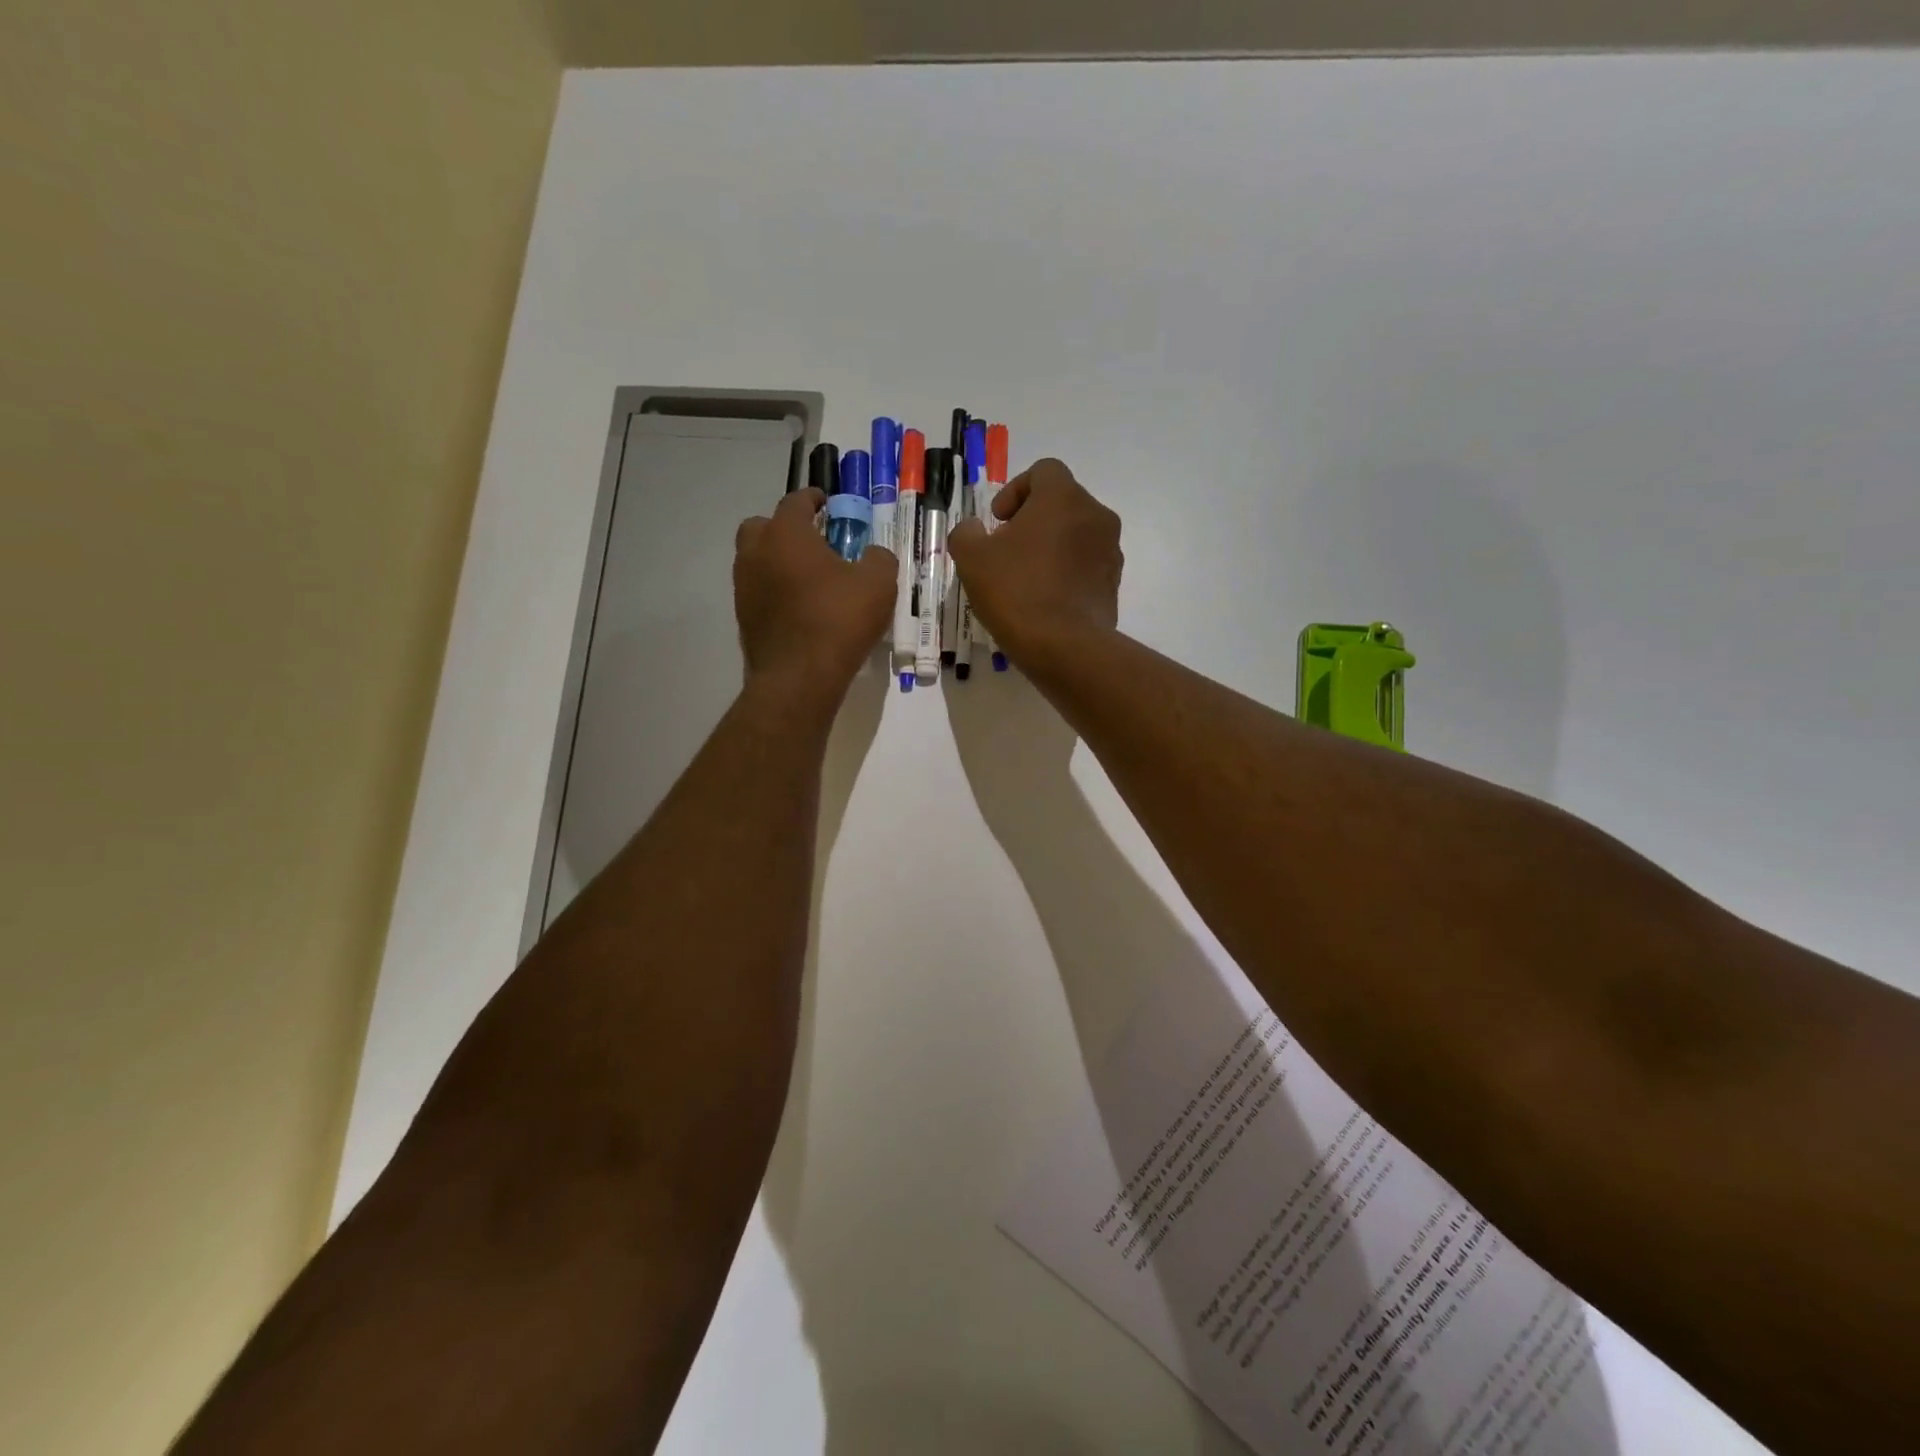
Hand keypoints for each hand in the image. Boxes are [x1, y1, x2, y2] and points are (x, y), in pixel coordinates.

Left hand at [734, 489, 895, 703]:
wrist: (799, 678)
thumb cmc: (839, 620)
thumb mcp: (878, 584)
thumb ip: (879, 559)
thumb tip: (873, 555)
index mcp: (786, 533)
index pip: (795, 501)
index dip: (813, 499)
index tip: (827, 504)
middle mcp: (756, 552)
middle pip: (763, 526)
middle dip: (785, 528)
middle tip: (813, 542)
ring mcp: (744, 586)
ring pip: (756, 560)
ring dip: (778, 560)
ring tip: (809, 578)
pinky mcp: (743, 618)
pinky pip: (759, 592)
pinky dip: (775, 591)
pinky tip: (800, 608)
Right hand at [949, 458, 1122, 668]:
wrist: (1065, 647)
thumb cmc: (1016, 592)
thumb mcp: (972, 558)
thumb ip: (966, 533)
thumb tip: (974, 529)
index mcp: (1064, 497)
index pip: (1044, 471)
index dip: (1016, 490)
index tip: (998, 521)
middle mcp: (1096, 515)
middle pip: (1062, 503)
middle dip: (1033, 520)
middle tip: (1007, 550)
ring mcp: (1110, 551)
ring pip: (1076, 535)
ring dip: (1051, 547)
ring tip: (1025, 578)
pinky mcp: (1114, 584)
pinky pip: (1086, 566)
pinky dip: (1066, 573)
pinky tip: (1044, 600)